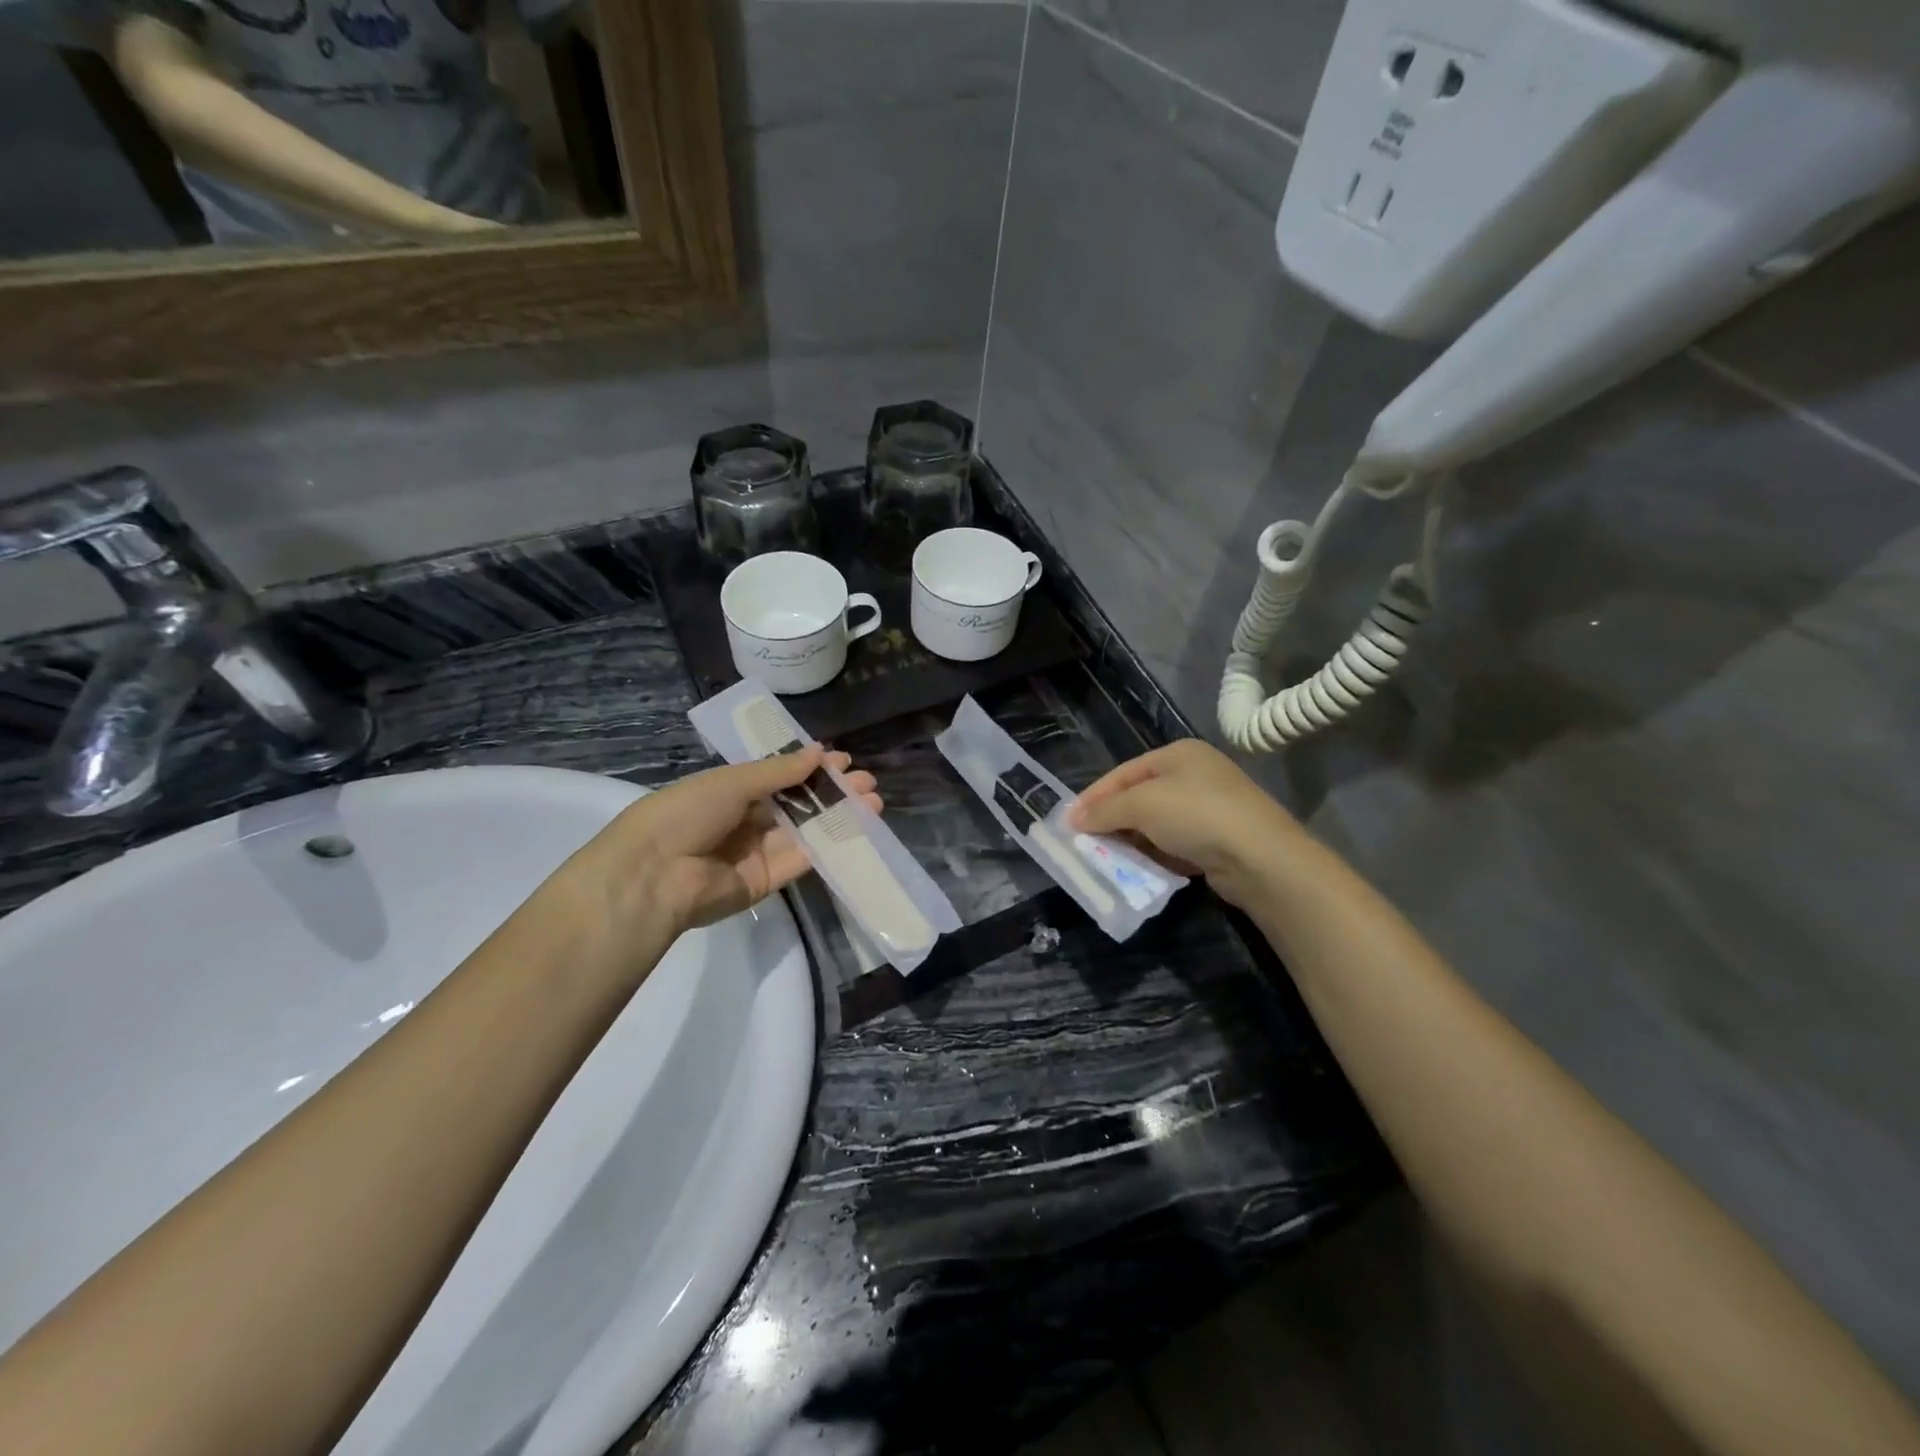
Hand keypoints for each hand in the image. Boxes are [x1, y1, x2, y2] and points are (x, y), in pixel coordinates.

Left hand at [574, 746, 881, 952]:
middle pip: (797, 804)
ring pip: (805, 831)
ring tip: (873, 802)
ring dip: (837, 817)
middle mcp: (745, 820)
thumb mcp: (733, 781)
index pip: (779, 777)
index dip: (810, 768)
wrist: (655, 875)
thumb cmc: (686, 813)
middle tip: (867, 783)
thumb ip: (779, 771)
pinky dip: (829, 845)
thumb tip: (820, 752)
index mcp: (730, 791)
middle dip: (832, 792)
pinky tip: (857, 830)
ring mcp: (757, 852)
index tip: (844, 762)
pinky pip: (802, 860)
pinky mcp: (767, 882)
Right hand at [1068, 739, 1304, 910]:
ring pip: (1157, 822)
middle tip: (1084, 840)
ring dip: (1132, 839)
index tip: (1069, 821)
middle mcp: (1196, 775)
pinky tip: (1140, 867)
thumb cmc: (1197, 816)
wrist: (1261, 859)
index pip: (1123, 772)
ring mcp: (1210, 808)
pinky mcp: (1219, 839)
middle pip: (1140, 796)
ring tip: (1106, 857)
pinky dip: (1155, 853)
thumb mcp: (1142, 805)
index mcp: (1178, 754)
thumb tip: (1073, 818)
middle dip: (1112, 818)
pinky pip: (1174, 843)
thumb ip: (1105, 809)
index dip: (1094, 795)